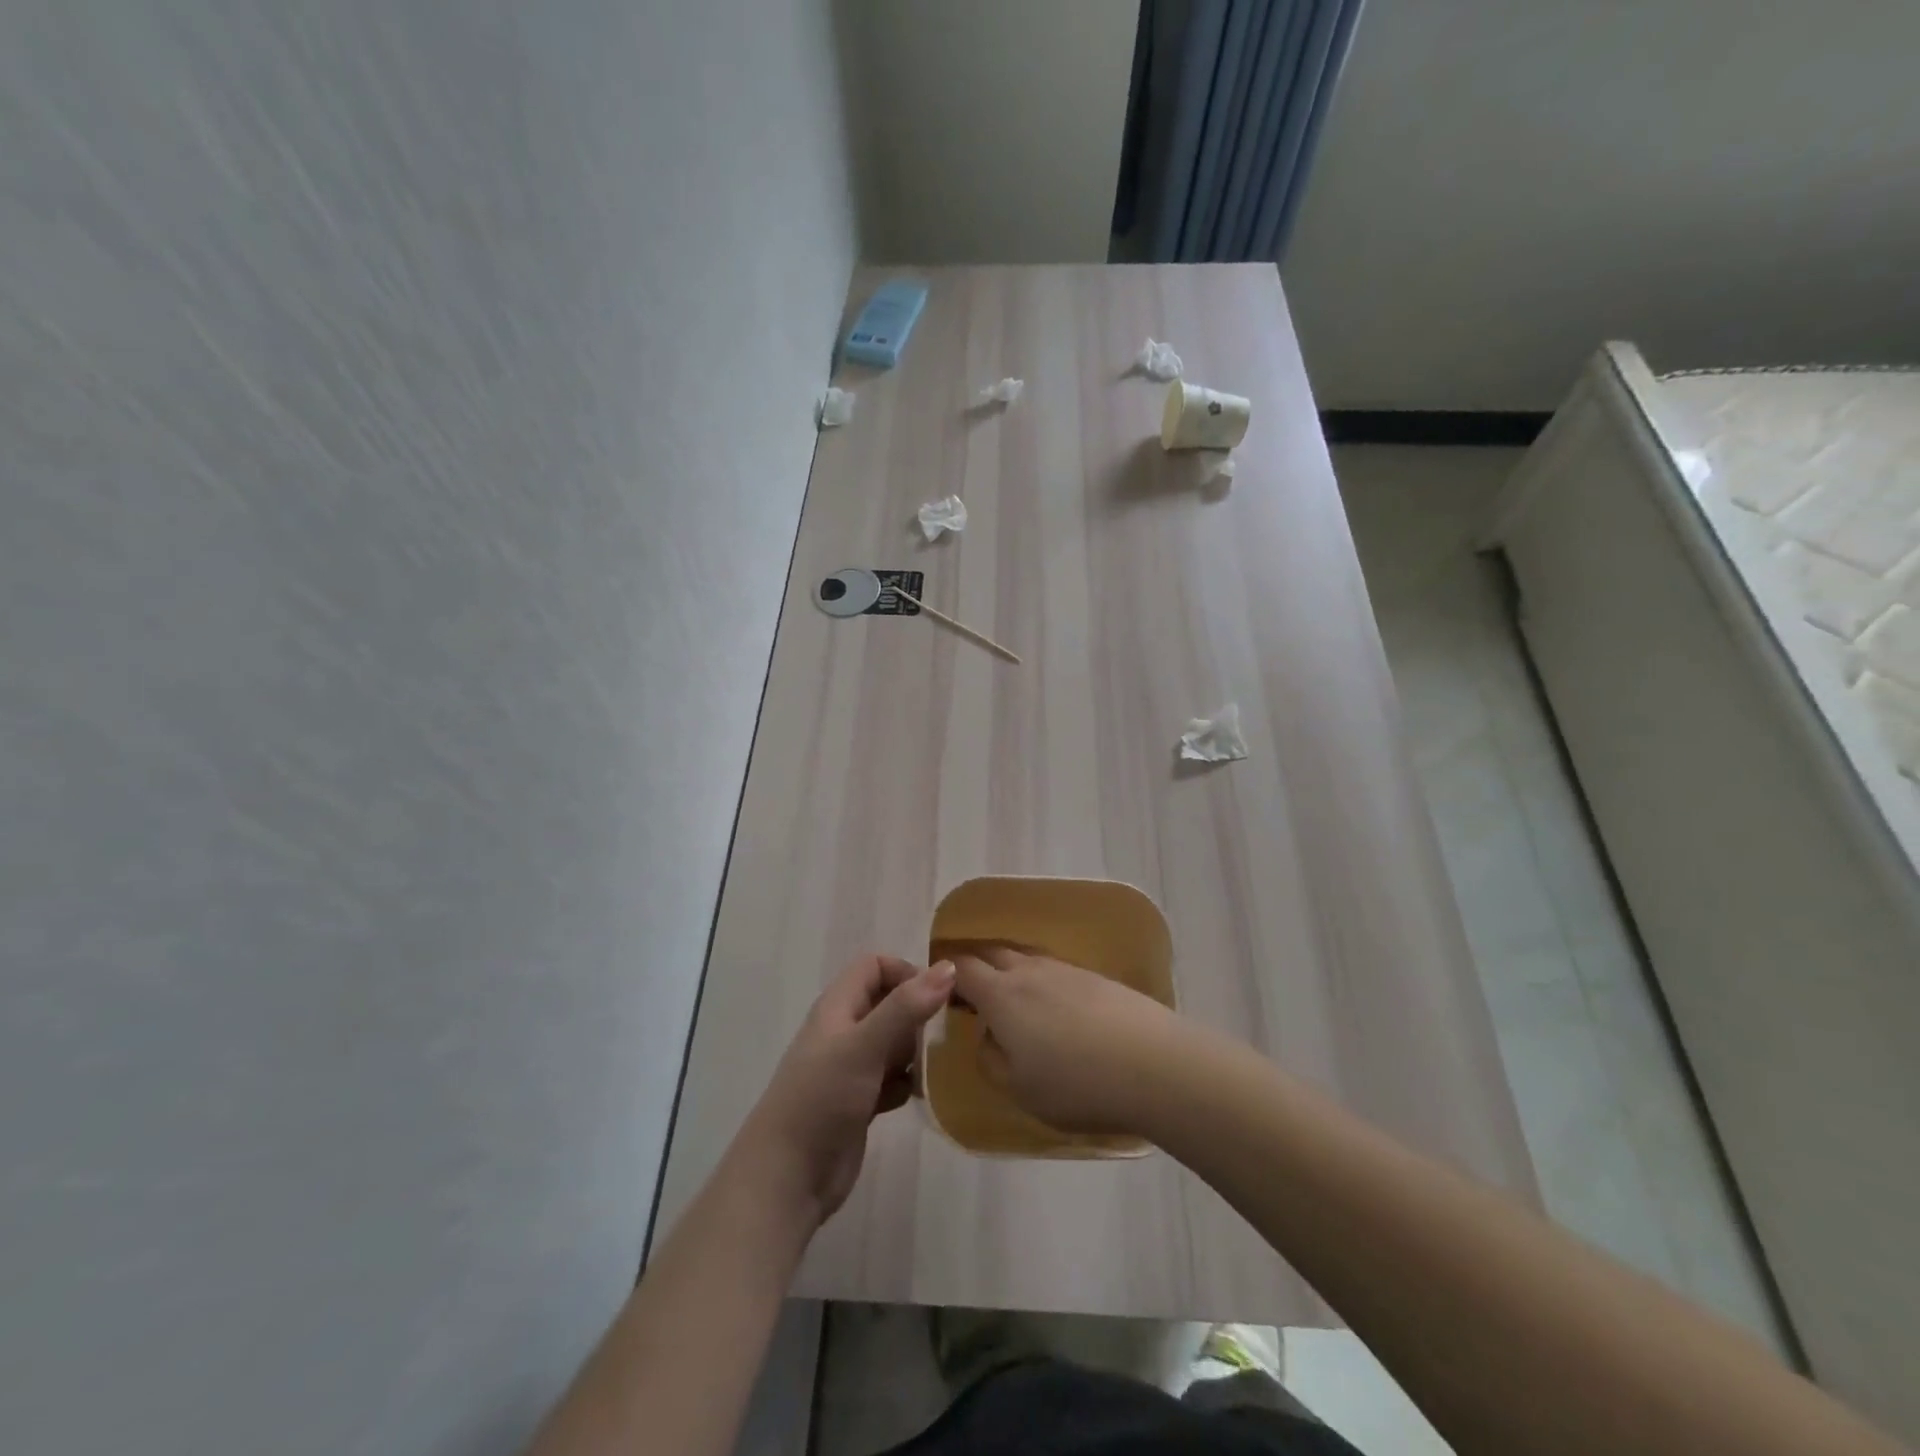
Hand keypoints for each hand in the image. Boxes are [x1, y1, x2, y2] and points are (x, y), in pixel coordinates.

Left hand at [736, 954, 953, 1224]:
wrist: (787, 1178)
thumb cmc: (821, 1099)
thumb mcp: (864, 1046)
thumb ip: (905, 1007)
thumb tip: (950, 967)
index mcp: (838, 1007)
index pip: (875, 966)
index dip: (906, 973)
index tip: (935, 999)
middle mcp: (844, 1031)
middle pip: (889, 1003)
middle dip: (918, 1015)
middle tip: (943, 1036)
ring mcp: (852, 1068)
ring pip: (894, 1042)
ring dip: (917, 1051)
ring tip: (936, 1067)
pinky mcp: (861, 1101)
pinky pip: (894, 1079)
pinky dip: (908, 1083)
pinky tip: (919, 1097)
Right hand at [950, 946, 1185, 1136]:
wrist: (1155, 1065)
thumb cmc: (1076, 1084)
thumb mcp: (1019, 1089)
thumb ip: (991, 1060)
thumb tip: (986, 1037)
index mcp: (1001, 995)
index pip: (963, 969)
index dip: (947, 975)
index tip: (942, 992)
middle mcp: (1030, 971)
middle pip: (993, 953)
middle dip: (977, 967)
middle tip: (973, 993)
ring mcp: (1067, 970)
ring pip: (1027, 960)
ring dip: (1012, 973)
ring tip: (1015, 1003)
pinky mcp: (1097, 978)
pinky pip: (1056, 971)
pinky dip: (1044, 983)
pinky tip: (1057, 1010)